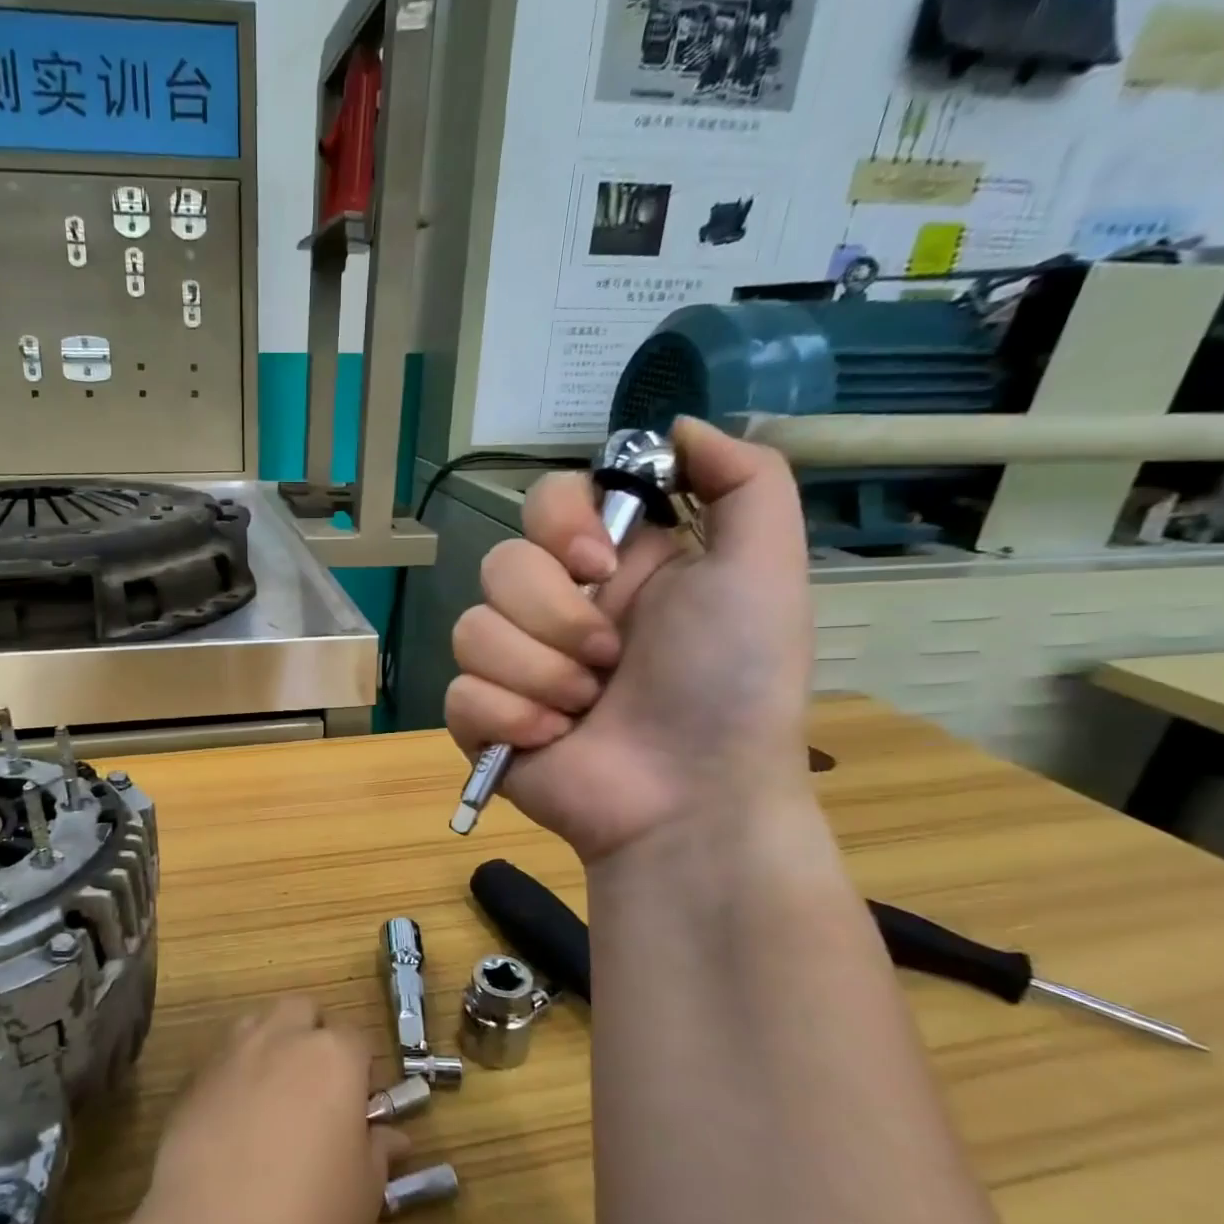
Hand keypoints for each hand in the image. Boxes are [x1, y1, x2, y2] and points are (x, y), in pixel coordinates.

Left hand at [138, 998, 408, 1223]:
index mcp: (334, 1056)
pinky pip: (222, 1061)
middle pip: (302, 1012)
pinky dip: (234, 1077)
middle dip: (312, 1036)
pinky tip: (233, 1126)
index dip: (361, 1069)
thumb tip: (391, 1136)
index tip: (359, 1108)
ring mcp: (232, 1054)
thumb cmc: (310, 1219)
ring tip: (274, 1099)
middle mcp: (282, 1038)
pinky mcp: (192, 1081)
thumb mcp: (365, 1194)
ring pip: (257, 1024)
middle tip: (316, 1090)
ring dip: (271, 1046)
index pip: (356, 1037)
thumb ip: (378, 1151)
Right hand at [445, 418, 812, 863]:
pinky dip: (510, 717)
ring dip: (539, 674)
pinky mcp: (482, 719)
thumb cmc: (731, 684)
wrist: (692, 798)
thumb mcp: (763, 569)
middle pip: (499, 565)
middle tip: (609, 660)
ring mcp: (513, 666)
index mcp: (609, 567)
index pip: (544, 502)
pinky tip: (552, 740)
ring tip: (585, 710)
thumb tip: (679, 426)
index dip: (558, 525)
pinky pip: (459, 693)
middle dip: (556, 617)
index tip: (598, 564)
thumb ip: (743, 480)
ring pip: (471, 630)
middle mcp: (555, 608)